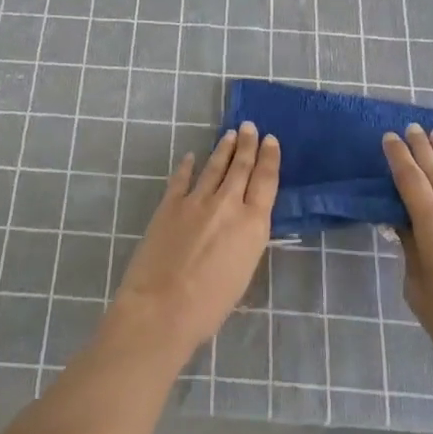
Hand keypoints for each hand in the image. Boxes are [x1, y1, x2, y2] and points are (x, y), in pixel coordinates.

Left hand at [108, 123, 279, 359]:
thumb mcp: (244, 272)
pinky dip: (187, 166)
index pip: (266, 181)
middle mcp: (228, 204)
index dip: (269, 158)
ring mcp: (196, 200)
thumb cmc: (210, 305)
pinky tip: (191, 156)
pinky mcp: (169, 204)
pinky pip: (181, 178)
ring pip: (214, 167)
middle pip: (241, 167)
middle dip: (247, 145)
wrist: (162, 307)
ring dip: (223, 149)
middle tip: (250, 126)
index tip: (270, 140)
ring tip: (229, 135)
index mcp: (253, 224)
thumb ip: (246, 241)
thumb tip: (242, 225)